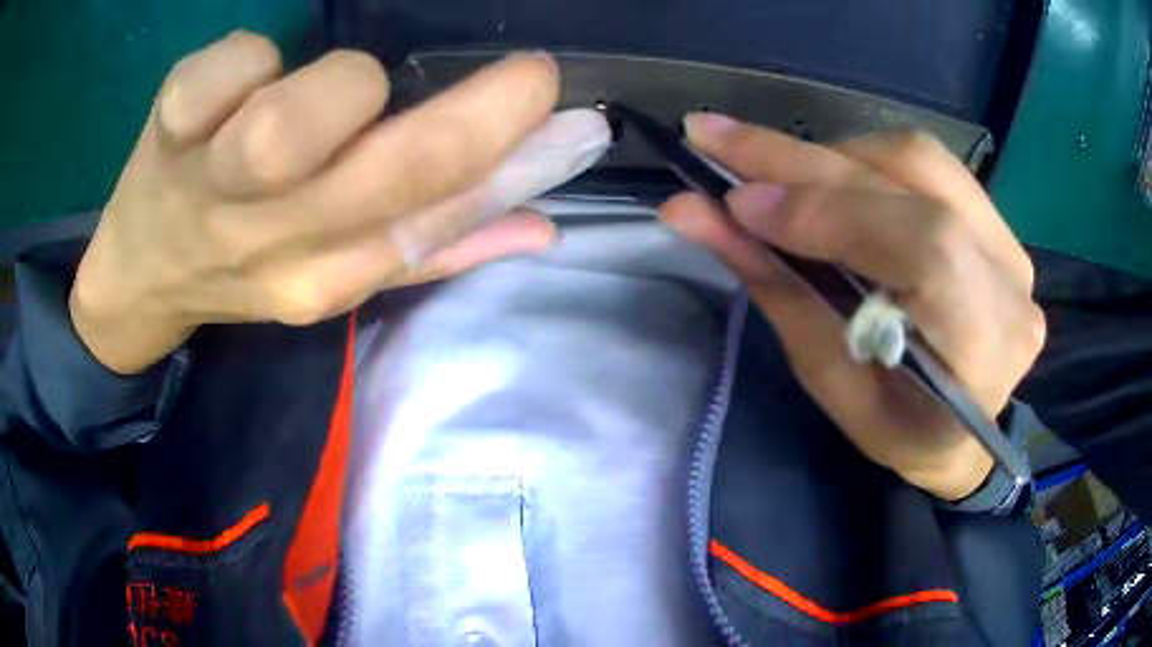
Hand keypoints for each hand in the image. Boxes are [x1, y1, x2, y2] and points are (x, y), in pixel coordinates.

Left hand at [71, 32, 609, 374]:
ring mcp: (211, 186)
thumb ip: (435, 247)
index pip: (434, 220)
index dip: (510, 158)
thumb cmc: (235, 266)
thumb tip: (542, 226)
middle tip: (525, 75)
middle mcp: (271, 243)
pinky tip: (242, 78)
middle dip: (478, 115)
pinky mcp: (168, 131)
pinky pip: (222, 72)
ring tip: (335, 91)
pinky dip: (245, 59)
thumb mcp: (331, 274)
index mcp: (324, 279)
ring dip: (341, 90)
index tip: (558, 107)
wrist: (139, 274)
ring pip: (288, 128)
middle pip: (387, 172)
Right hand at [661, 114, 1044, 500]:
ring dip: (833, 156)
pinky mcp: (999, 223)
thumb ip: (777, 286)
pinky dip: (865, 161)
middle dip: (803, 161)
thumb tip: (694, 213)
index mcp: (981, 351)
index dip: (831, 212)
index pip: (922, 248)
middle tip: (714, 137)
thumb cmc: (894, 427)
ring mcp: (1011, 246)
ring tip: (772, 170)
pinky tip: (829, 178)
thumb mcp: (829, 377)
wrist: (960, 431)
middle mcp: (1008, 285)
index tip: (738, 202)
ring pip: (917, 158)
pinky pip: (929, 165)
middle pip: (913, 185)